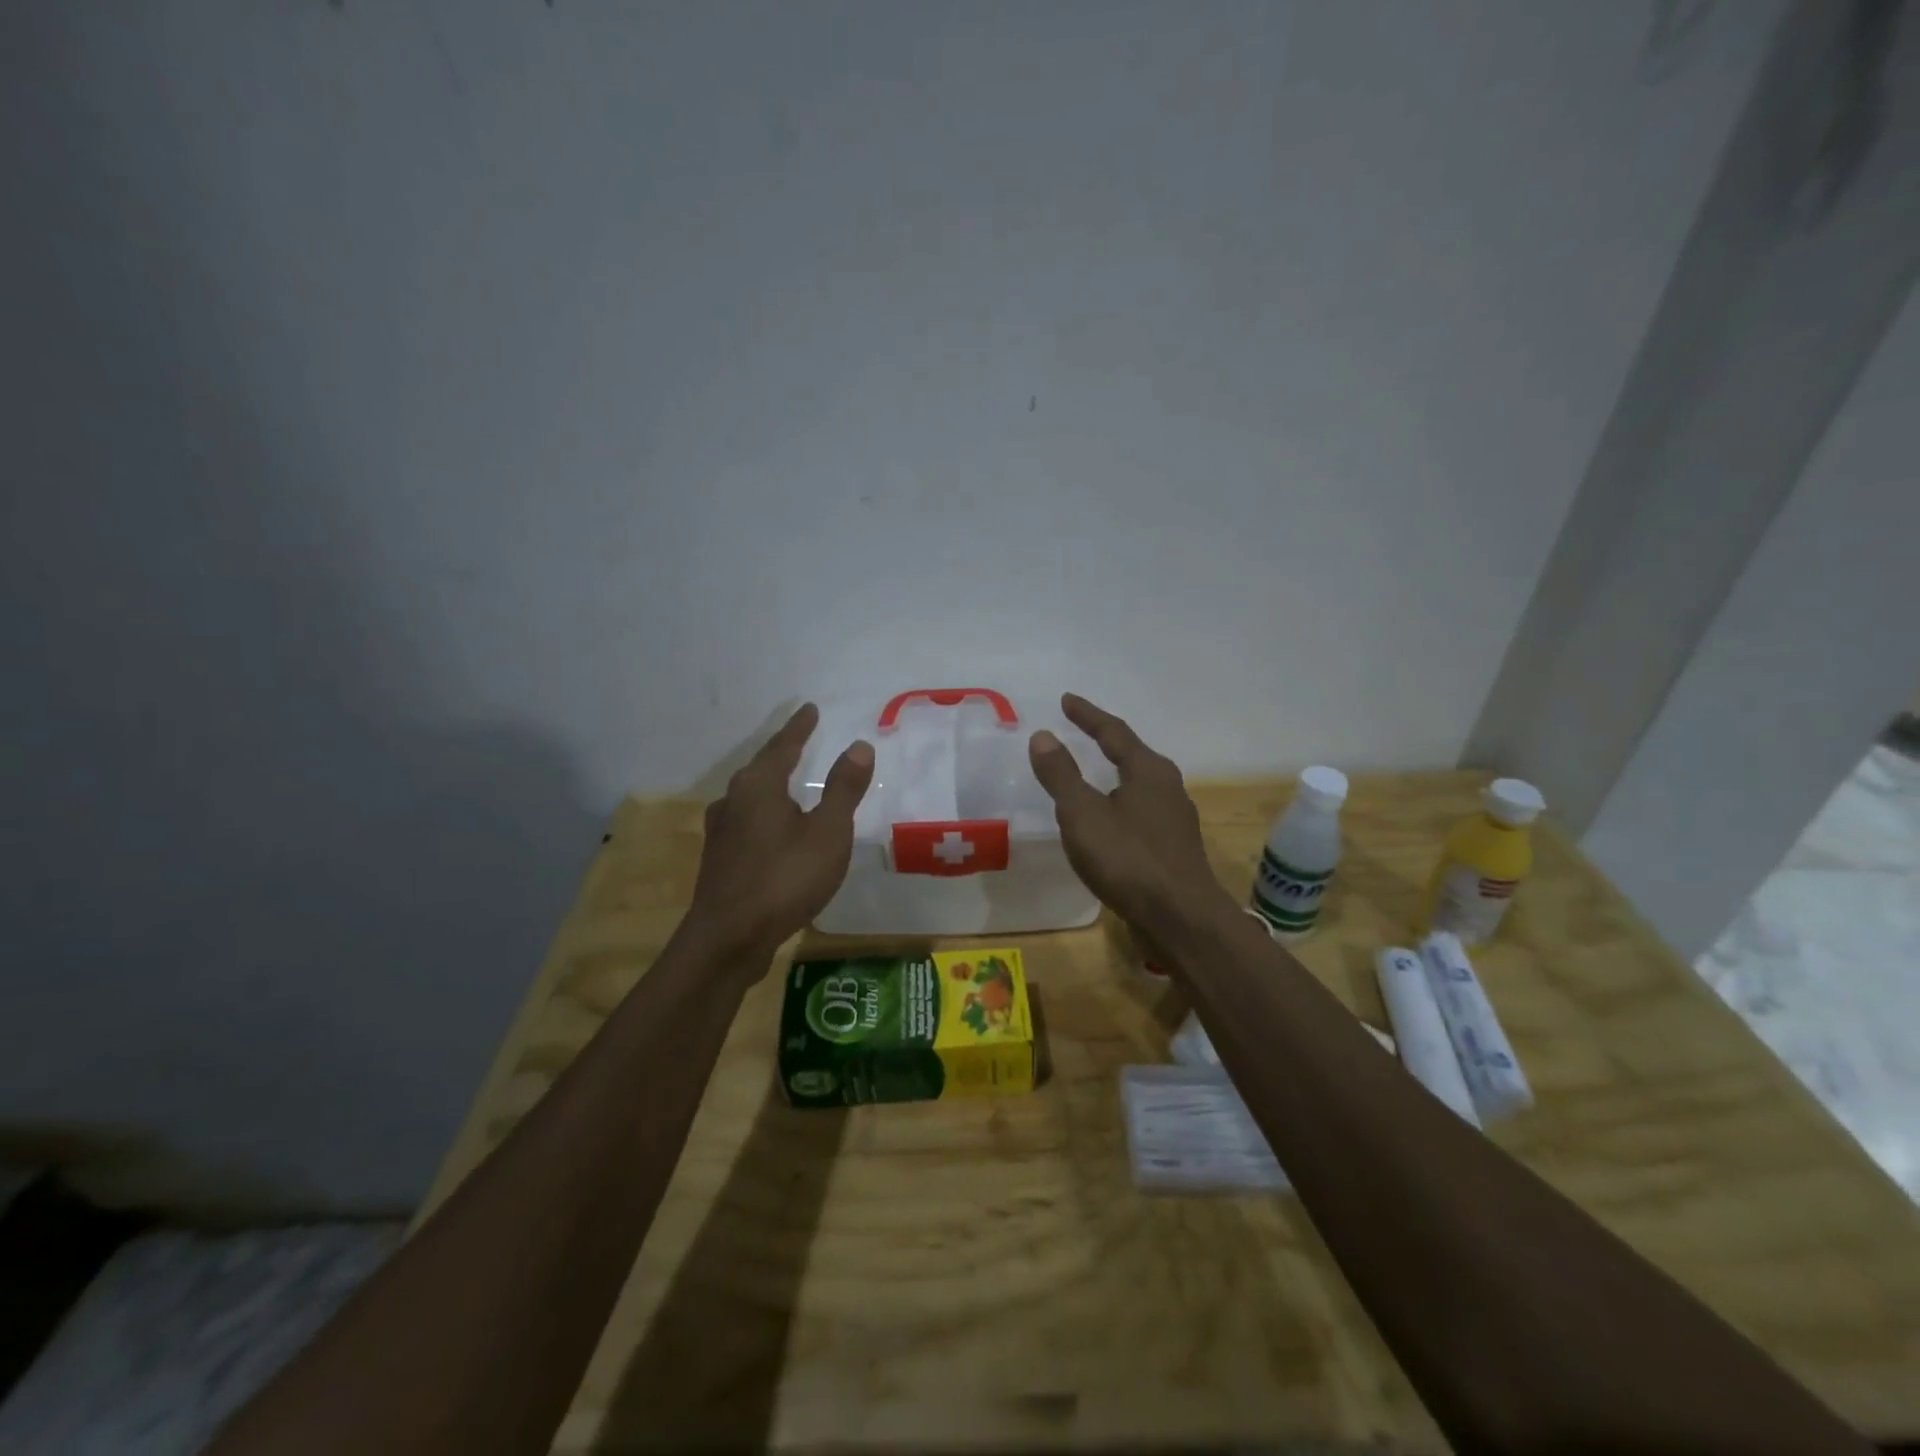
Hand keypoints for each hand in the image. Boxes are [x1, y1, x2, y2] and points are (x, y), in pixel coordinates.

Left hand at [685, 703, 874, 968]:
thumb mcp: (828, 832)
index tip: (810, 709)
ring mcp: (721, 831)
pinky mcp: (719, 859)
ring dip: (770, 783)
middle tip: (801, 739)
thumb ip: (843, 788)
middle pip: (761, 767)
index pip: (783, 745)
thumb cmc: (784, 878)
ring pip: (750, 796)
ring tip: (786, 780)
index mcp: (758, 786)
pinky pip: (746, 821)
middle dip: (782, 752)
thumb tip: (858, 745)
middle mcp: (733, 800)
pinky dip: (764, 812)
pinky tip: (770, 828)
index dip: (799, 727)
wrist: (728, 939)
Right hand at [1028, 694, 1233, 935]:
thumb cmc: (1128, 859)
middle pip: (1132, 754)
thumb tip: (1043, 736)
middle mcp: (1168, 787)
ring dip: (1115, 774)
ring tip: (1092, 774)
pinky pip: (1141, 812)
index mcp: (1148, 770)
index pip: (1113, 732)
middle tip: (1080, 731)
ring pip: (1139, 785)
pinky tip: (1109, 821)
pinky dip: (1120, 803)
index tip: (1066, 700)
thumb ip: (1061, 774)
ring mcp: (1175, 819)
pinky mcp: (1175, 848)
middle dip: (1105, 741)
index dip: (1087, 715)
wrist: (1181, 918)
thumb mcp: (1082, 813)